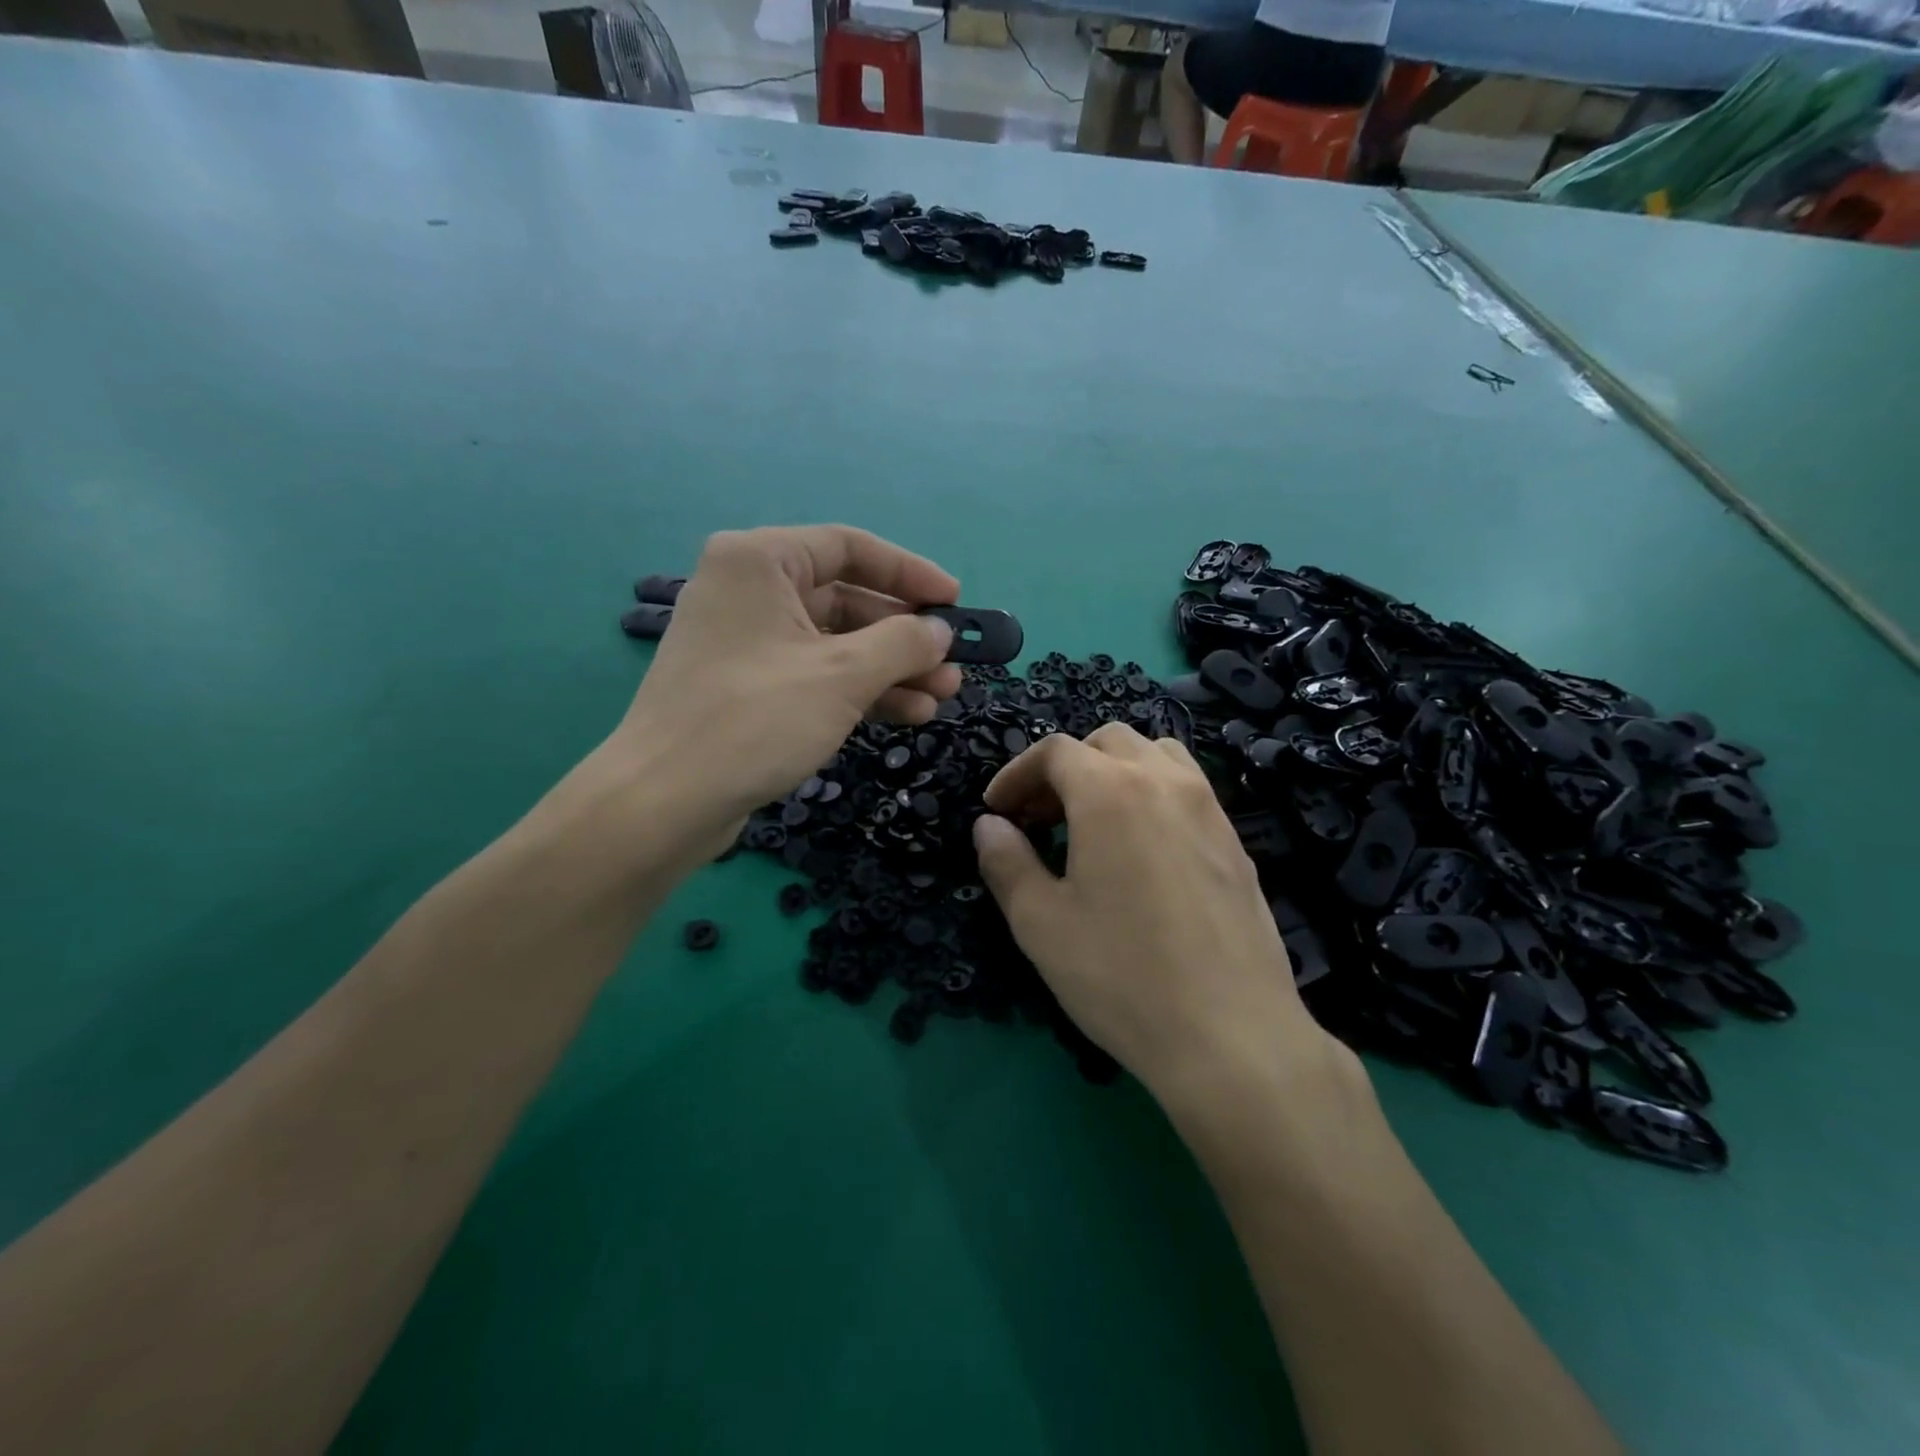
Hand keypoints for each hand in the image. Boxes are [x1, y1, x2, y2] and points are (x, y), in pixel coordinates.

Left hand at [609, 526, 962, 856]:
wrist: (666, 801)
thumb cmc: (755, 719)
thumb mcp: (843, 675)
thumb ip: (902, 644)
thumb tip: (940, 632)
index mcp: (760, 560)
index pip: (850, 547)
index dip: (910, 573)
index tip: (955, 602)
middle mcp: (750, 589)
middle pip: (847, 599)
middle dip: (905, 636)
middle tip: (953, 665)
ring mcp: (747, 640)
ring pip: (836, 642)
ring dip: (891, 668)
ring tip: (941, 696)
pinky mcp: (749, 685)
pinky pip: (816, 673)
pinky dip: (860, 690)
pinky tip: (907, 713)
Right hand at [972, 723, 1338, 1099]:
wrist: (1231, 1034)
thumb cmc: (1121, 975)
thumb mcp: (1040, 923)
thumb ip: (1006, 862)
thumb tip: (989, 826)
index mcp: (1110, 791)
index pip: (1054, 751)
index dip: (1016, 773)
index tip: (997, 810)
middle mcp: (1165, 781)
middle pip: (1106, 742)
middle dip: (1064, 768)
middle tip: (1040, 818)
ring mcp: (1209, 808)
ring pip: (1155, 755)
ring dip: (1114, 771)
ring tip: (1092, 821)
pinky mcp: (1235, 840)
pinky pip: (1187, 789)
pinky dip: (1151, 794)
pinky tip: (1141, 851)